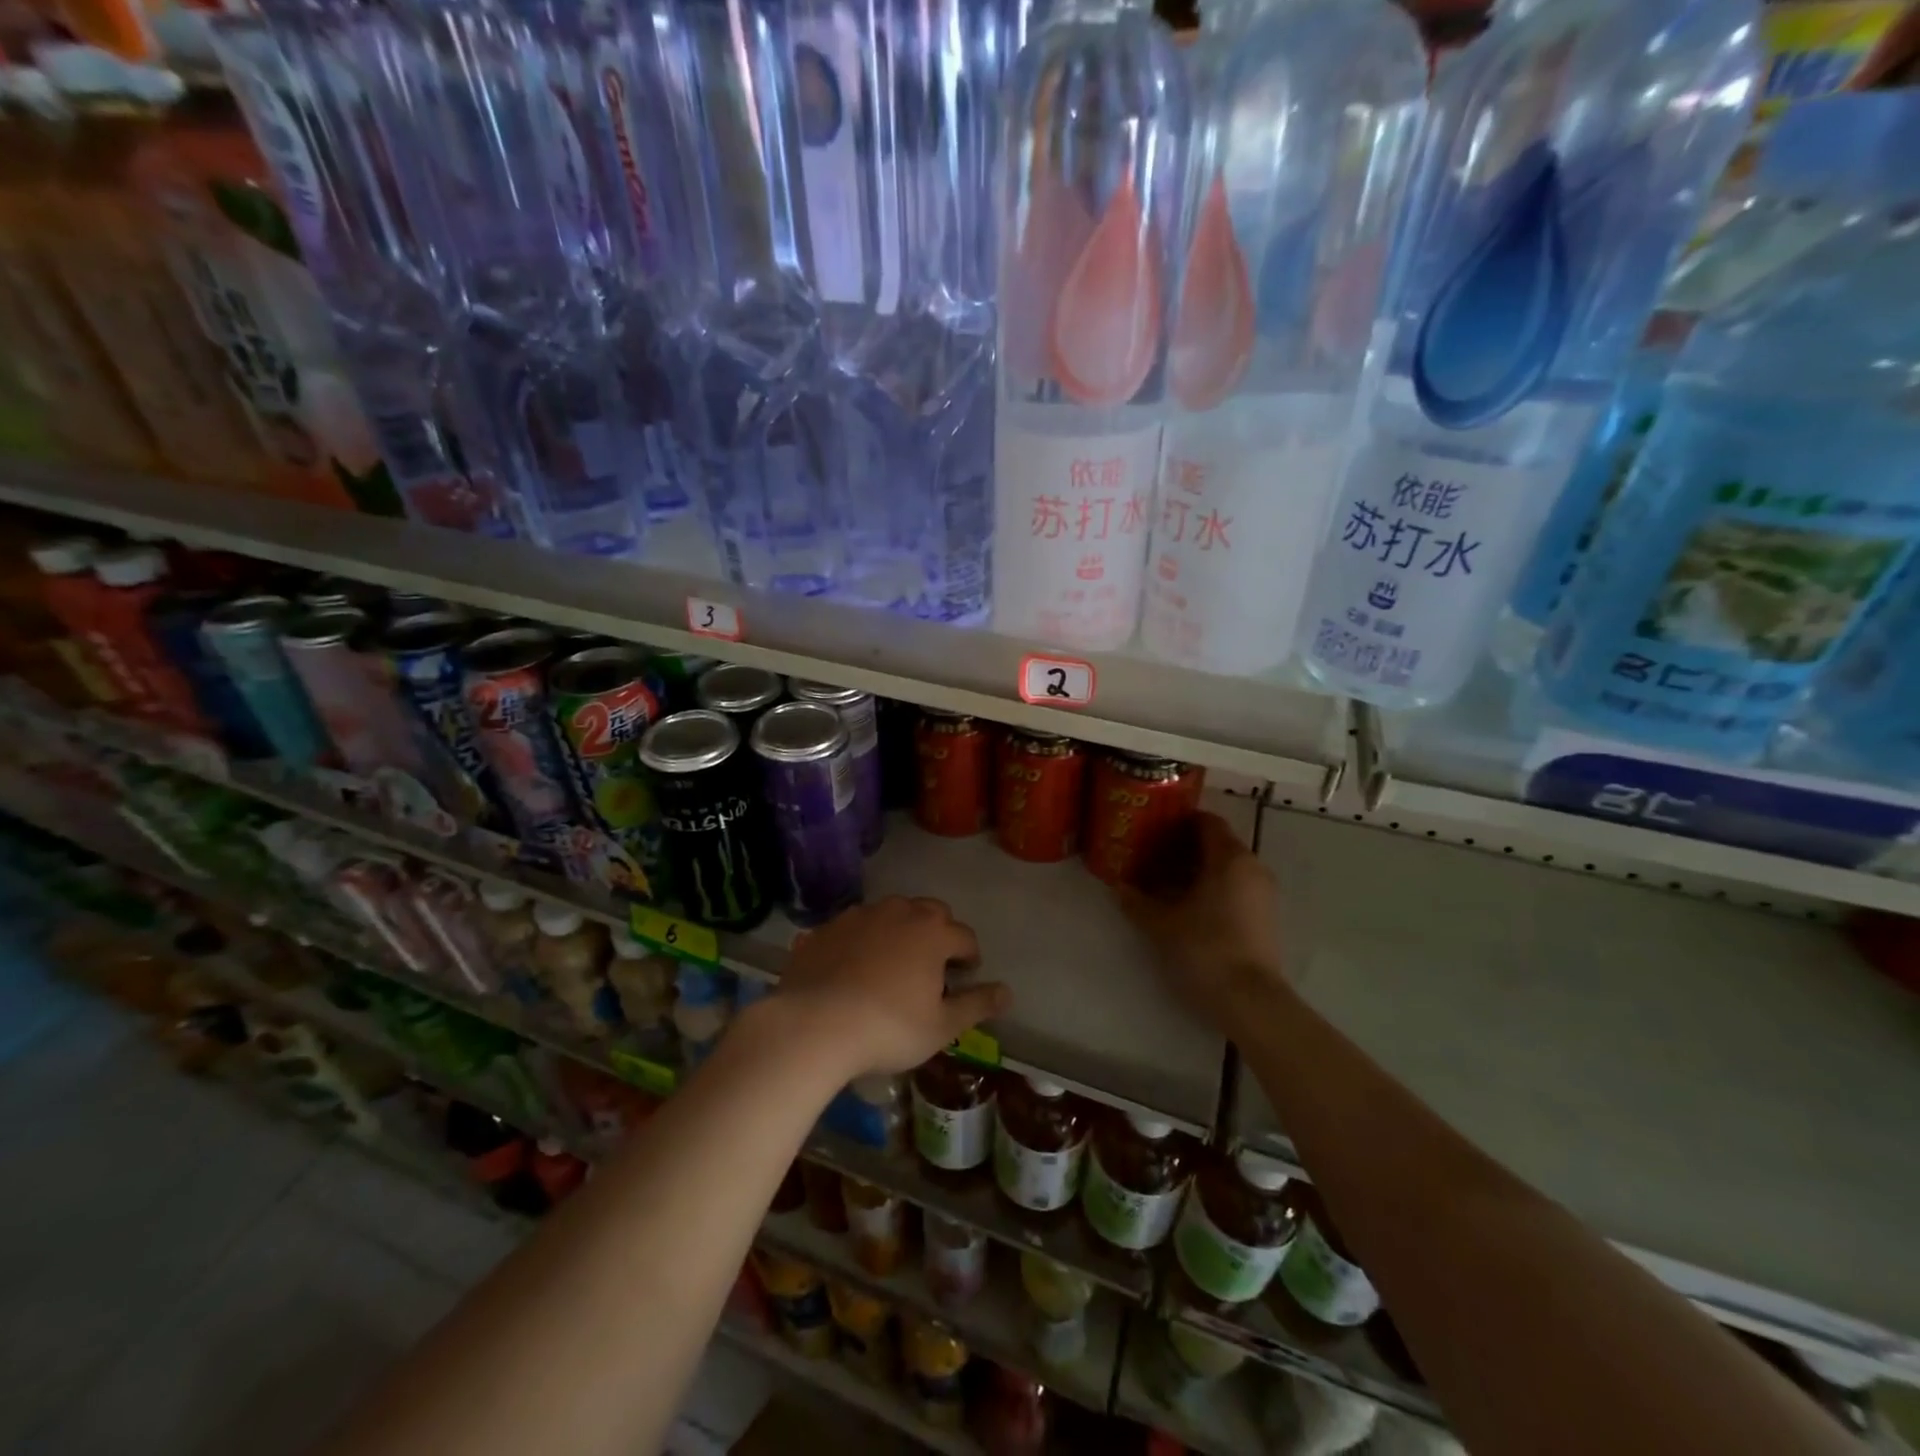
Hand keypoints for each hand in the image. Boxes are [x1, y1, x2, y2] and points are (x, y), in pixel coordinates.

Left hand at [773, 896, 1011, 1078]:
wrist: (813, 1024)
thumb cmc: (888, 1028)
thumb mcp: (941, 1026)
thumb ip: (976, 1005)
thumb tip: (1008, 992)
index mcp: (933, 932)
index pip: (965, 936)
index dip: (970, 956)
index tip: (965, 975)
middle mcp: (899, 912)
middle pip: (930, 912)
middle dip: (939, 932)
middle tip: (933, 965)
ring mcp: (860, 916)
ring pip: (891, 913)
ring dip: (900, 931)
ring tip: (894, 963)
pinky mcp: (827, 928)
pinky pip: (855, 927)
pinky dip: (863, 940)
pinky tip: (854, 967)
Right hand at [1118, 811, 1286, 1026]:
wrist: (1250, 1001)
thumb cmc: (1204, 948)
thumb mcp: (1161, 924)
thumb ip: (1137, 901)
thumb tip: (1117, 887)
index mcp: (1229, 858)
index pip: (1206, 822)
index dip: (1178, 821)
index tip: (1151, 828)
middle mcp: (1251, 867)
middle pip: (1216, 844)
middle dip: (1183, 847)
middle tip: (1149, 855)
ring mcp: (1262, 893)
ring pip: (1225, 868)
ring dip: (1196, 870)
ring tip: (1161, 882)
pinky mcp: (1264, 917)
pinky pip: (1234, 888)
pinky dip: (1210, 888)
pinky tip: (1184, 906)